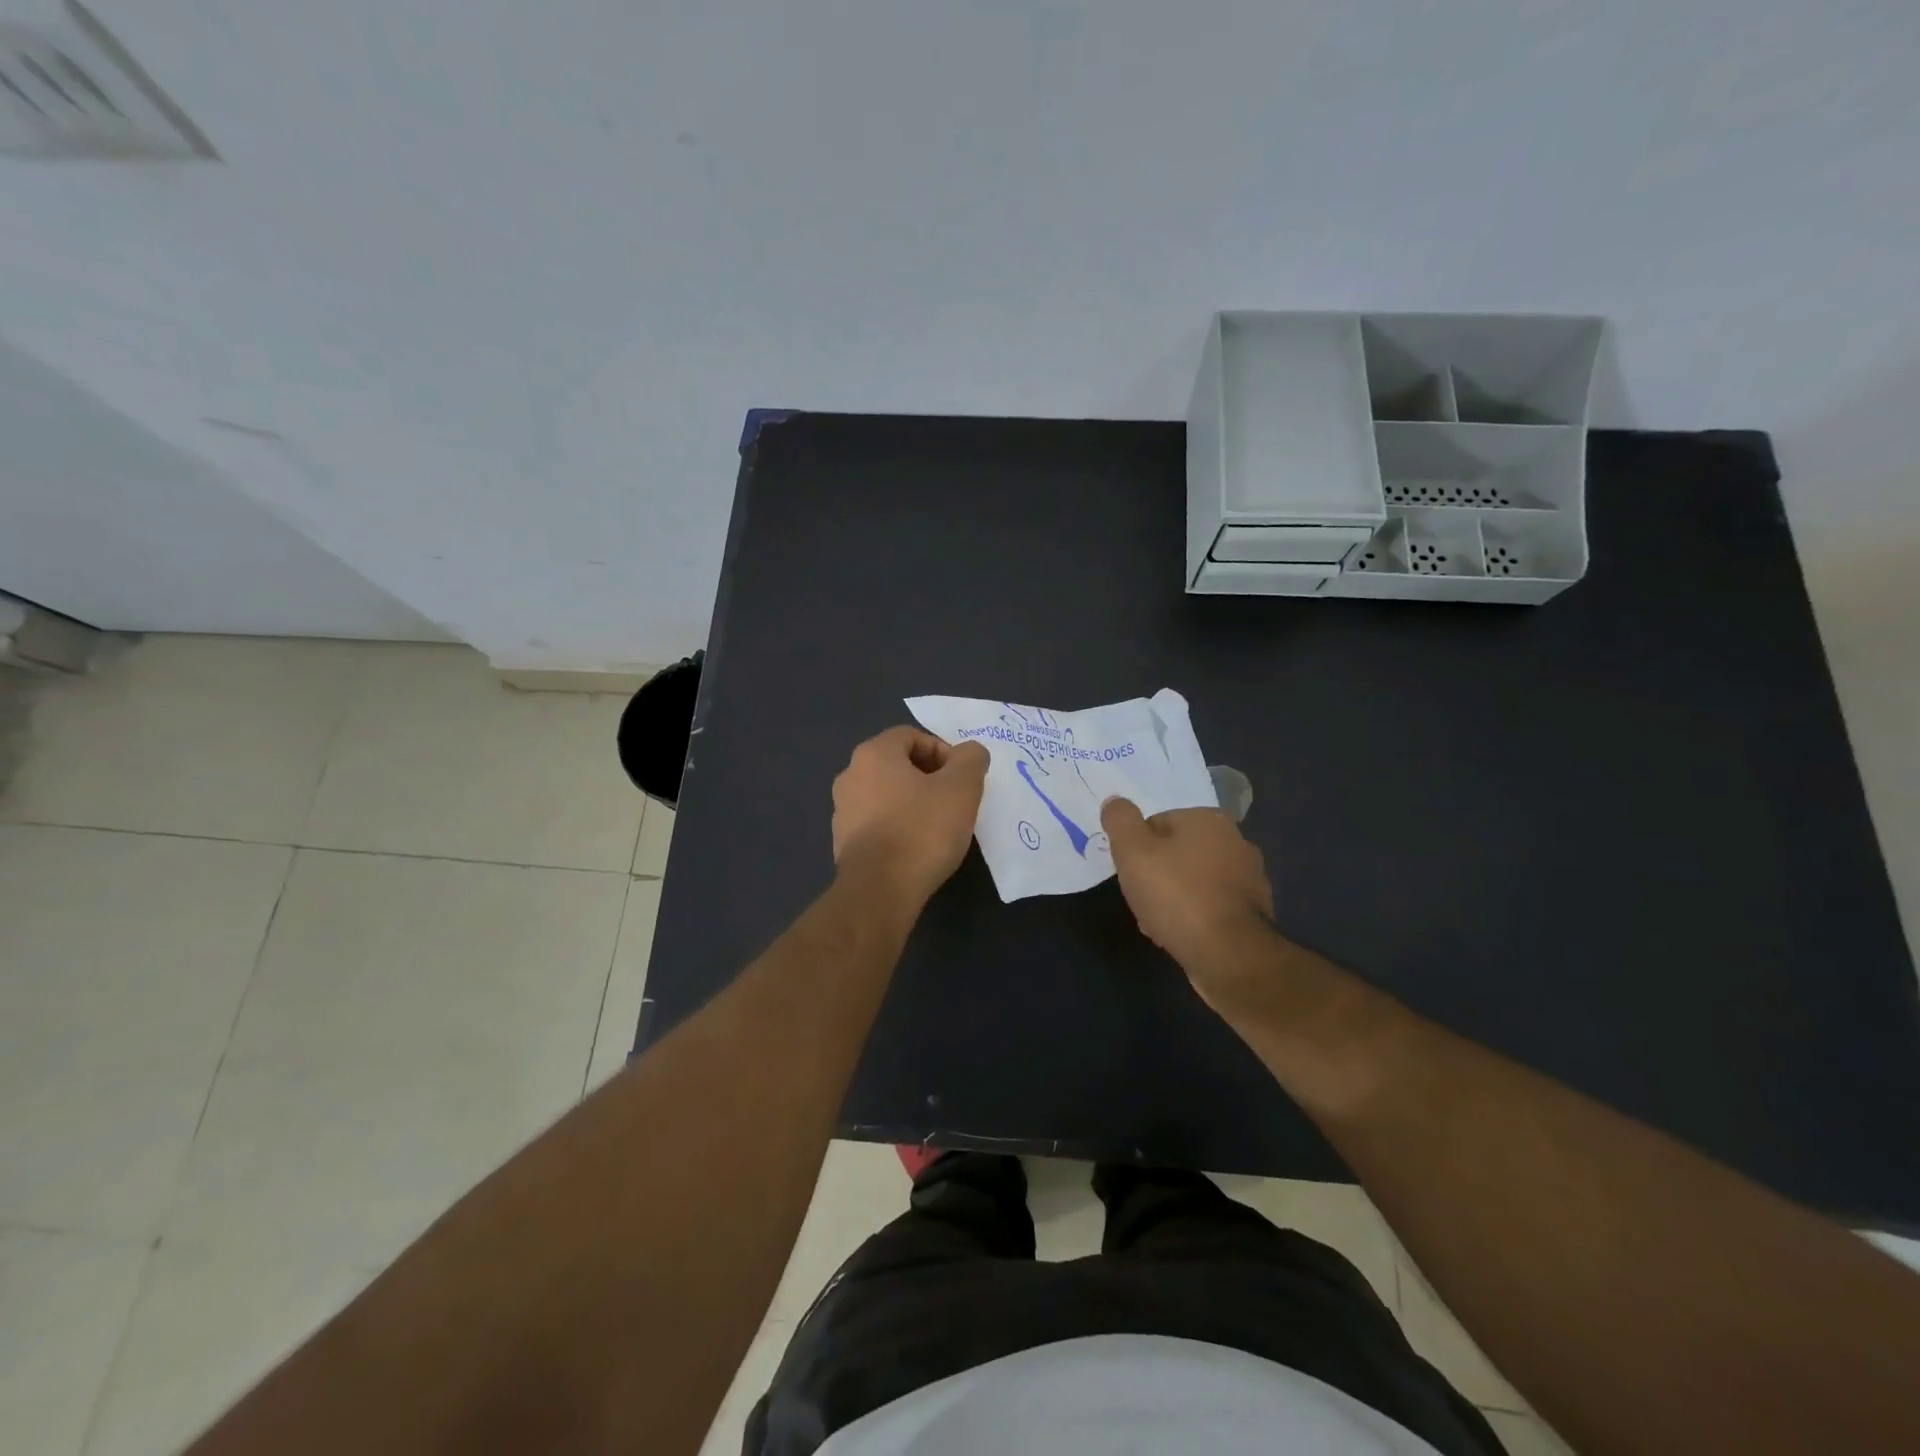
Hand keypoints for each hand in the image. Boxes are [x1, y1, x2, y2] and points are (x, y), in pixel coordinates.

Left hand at [832, 727, 989, 905]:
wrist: (880, 891)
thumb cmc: (922, 830)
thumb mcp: (962, 788)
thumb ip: (970, 760)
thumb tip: (970, 753)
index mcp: (873, 754)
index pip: (911, 736)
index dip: (942, 751)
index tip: (962, 779)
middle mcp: (850, 775)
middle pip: (897, 764)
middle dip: (929, 778)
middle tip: (954, 801)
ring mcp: (842, 810)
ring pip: (886, 795)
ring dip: (913, 803)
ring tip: (938, 827)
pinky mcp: (843, 843)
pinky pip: (877, 823)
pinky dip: (898, 827)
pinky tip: (917, 849)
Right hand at [1100, 799, 1275, 1003]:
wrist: (1228, 955)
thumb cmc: (1177, 895)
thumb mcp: (1133, 851)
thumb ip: (1120, 821)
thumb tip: (1115, 802)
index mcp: (1209, 820)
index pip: (1158, 823)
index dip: (1137, 848)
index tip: (1130, 873)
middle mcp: (1236, 842)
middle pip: (1176, 853)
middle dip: (1155, 875)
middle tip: (1141, 899)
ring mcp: (1249, 879)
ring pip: (1193, 882)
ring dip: (1172, 899)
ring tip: (1156, 923)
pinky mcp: (1253, 914)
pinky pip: (1210, 908)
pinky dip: (1193, 918)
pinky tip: (1179, 936)